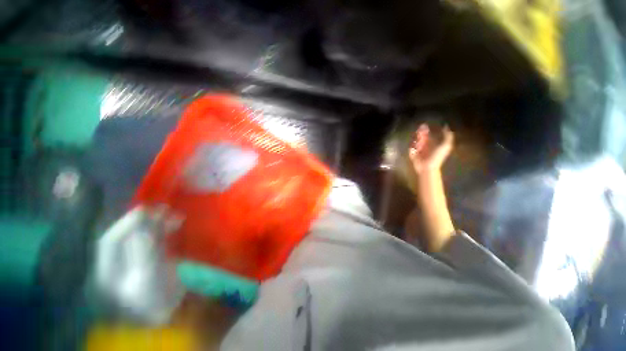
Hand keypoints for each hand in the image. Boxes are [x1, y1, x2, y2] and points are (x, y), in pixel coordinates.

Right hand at [408, 124, 453, 173]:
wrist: (427, 167)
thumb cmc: (437, 156)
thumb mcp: (446, 145)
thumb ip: (447, 135)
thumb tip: (446, 126)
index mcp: (432, 142)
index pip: (428, 133)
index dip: (426, 129)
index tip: (424, 125)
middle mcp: (424, 144)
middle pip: (420, 135)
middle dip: (420, 132)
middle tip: (419, 130)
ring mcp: (417, 148)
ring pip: (415, 140)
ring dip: (415, 138)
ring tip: (418, 137)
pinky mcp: (411, 153)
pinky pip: (410, 146)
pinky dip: (411, 145)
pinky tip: (414, 144)